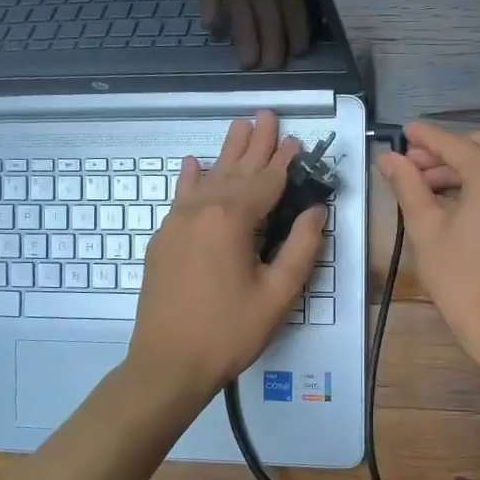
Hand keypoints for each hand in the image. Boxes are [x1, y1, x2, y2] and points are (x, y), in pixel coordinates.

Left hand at [128, 111, 323, 399]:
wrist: (167, 364)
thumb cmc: (230, 332)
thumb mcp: (278, 294)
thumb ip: (301, 248)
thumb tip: (315, 210)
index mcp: (233, 220)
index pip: (266, 181)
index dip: (285, 160)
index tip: (297, 139)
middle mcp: (202, 211)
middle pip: (235, 170)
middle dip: (255, 144)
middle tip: (267, 115)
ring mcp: (177, 223)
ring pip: (208, 177)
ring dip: (227, 151)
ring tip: (240, 125)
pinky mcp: (164, 239)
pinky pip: (181, 197)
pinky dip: (191, 178)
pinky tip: (193, 163)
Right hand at [376, 122, 479, 372]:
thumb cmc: (461, 278)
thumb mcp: (426, 228)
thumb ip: (407, 185)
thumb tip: (388, 158)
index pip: (453, 143)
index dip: (424, 137)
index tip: (401, 132)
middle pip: (478, 147)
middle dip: (443, 153)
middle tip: (408, 168)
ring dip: (459, 170)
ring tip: (422, 189)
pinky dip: (478, 186)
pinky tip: (450, 203)